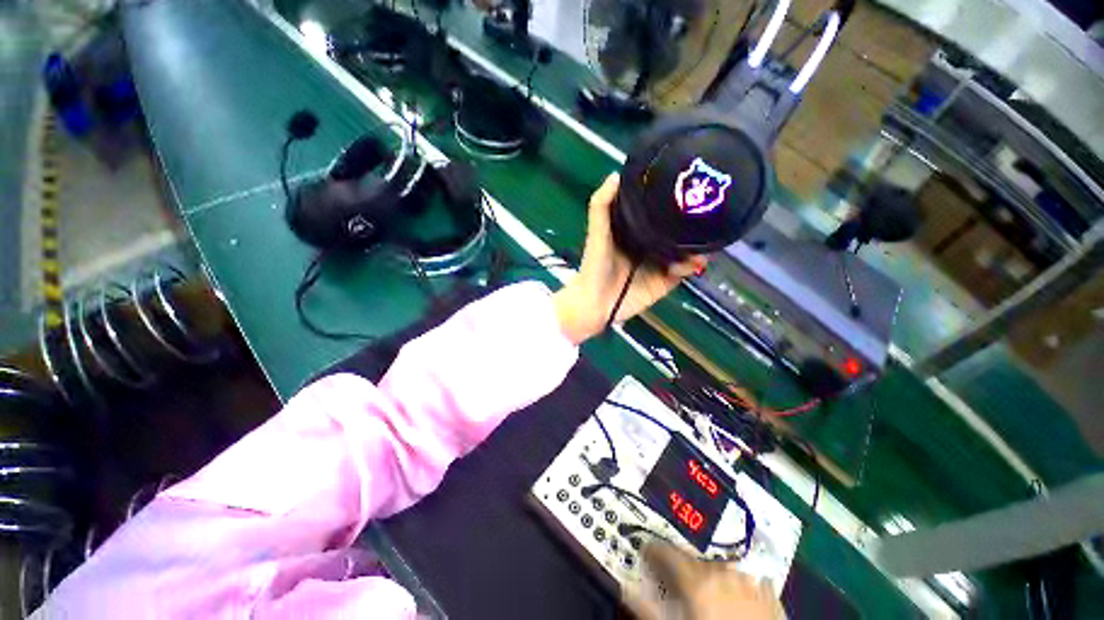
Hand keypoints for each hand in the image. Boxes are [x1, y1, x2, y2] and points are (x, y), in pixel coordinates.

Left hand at [553, 174, 705, 344]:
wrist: (595, 302)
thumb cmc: (595, 265)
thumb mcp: (597, 232)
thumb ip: (601, 205)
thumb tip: (615, 174)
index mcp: (636, 230)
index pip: (660, 212)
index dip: (674, 201)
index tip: (690, 184)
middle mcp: (651, 244)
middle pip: (678, 230)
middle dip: (694, 223)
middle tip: (710, 211)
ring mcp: (660, 264)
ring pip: (687, 250)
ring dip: (698, 245)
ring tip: (705, 238)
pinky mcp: (666, 282)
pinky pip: (685, 272)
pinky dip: (691, 266)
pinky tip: (689, 262)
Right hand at [625, 543, 786, 619]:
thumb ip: (648, 608)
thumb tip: (625, 586)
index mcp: (697, 580)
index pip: (667, 553)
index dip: (653, 551)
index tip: (644, 553)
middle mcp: (722, 573)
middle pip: (695, 561)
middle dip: (683, 568)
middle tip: (677, 584)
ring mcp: (750, 583)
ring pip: (723, 568)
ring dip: (712, 576)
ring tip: (708, 594)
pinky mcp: (772, 597)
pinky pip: (752, 581)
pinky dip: (743, 586)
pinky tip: (741, 599)